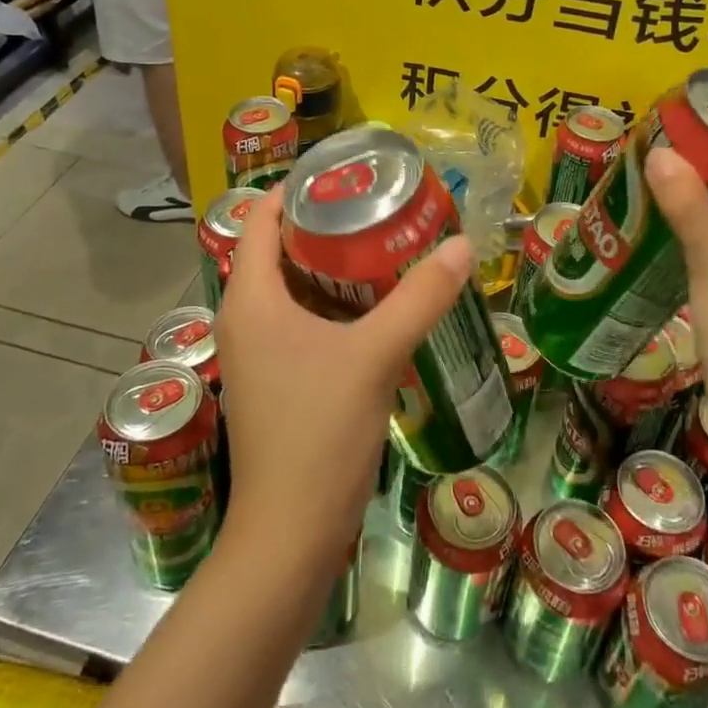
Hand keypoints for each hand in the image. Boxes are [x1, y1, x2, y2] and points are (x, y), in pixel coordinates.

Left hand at [212, 187, 473, 573]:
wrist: (290, 533)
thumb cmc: (320, 433)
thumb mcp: (375, 356)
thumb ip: (420, 298)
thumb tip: (462, 244)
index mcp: (251, 300)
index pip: (261, 220)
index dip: (297, 190)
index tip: (346, 173)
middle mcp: (244, 319)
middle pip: (279, 251)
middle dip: (325, 225)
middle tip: (378, 206)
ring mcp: (257, 354)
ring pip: (291, 290)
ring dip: (332, 268)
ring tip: (384, 245)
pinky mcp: (275, 380)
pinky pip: (300, 322)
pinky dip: (332, 305)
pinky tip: (376, 307)